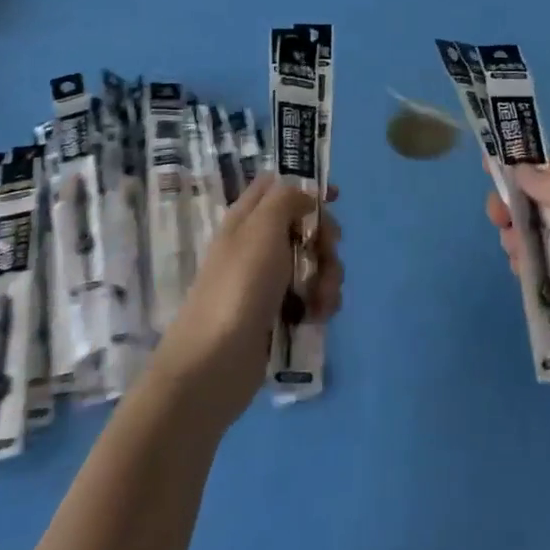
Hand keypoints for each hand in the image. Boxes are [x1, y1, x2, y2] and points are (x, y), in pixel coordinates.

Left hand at [152, 174, 342, 421]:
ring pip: (313, 263)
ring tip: (323, 298)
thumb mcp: (262, 228)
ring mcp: (269, 282)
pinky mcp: (279, 315)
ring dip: (328, 276)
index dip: (305, 186)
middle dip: (325, 239)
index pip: (276, 185)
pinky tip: (318, 317)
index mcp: (247, 218)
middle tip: (327, 252)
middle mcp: (258, 245)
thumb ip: (286, 199)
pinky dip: (321, 303)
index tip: (334, 198)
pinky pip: (311, 296)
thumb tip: (306, 198)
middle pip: (304, 225)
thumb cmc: (240, 285)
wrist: (215, 364)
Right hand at [485, 154, 549, 397]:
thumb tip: (520, 167)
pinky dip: (536, 274)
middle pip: (548, 205)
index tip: (492, 168)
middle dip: (519, 206)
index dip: (527, 165)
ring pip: (547, 242)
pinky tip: (522, 276)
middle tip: (495, 216)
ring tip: (510, 249)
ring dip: (523, 240)